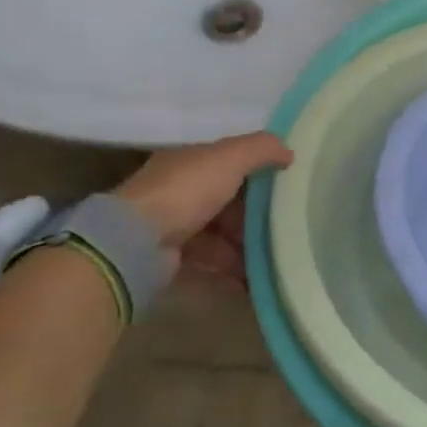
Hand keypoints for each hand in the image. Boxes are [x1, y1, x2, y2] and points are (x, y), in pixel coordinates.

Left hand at [114, 132, 292, 283]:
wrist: (136, 243)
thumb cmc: (185, 191)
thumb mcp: (229, 157)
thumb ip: (262, 148)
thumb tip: (290, 152)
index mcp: (189, 162)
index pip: (228, 162)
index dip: (257, 169)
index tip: (288, 182)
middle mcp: (180, 192)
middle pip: (227, 201)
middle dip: (257, 214)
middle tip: (289, 224)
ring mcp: (175, 227)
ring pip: (222, 234)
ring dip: (248, 245)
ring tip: (280, 255)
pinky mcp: (174, 260)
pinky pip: (213, 262)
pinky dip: (234, 270)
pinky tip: (258, 278)